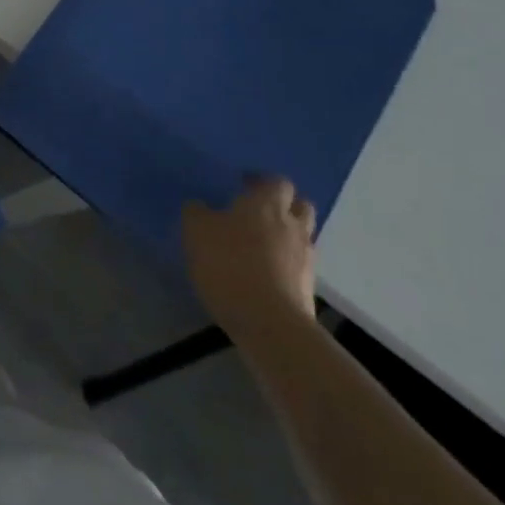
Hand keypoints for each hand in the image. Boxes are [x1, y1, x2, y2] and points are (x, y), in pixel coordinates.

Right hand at [182, 178, 317, 344]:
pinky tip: (264, 271)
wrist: (269, 323)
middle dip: (284, 205)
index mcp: (266, 204)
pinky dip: (285, 263)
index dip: (261, 181)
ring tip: (260, 244)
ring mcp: (306, 258)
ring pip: (302, 236)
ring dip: (286, 235)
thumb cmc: (229, 264)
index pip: (276, 181)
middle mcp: (292, 226)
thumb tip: (201, 206)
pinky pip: (298, 264)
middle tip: (259, 211)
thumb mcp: (196, 231)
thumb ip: (197, 212)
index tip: (243, 185)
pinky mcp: (309, 288)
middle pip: (300, 205)